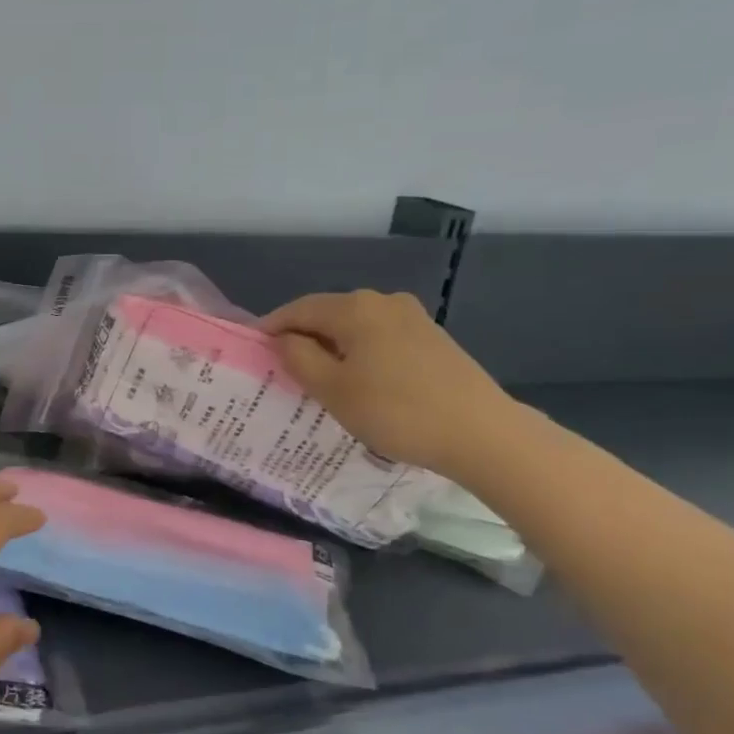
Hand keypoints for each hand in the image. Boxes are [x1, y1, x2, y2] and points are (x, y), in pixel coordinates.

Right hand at [262, 290, 516, 478]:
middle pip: (327, 314)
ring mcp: (411, 317)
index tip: (252, 350)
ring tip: (318, 379)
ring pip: (355, 327)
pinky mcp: (431, 338)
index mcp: (354, 308)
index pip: (297, 309)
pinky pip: (379, 338)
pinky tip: (359, 381)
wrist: (481, 432)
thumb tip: (283, 339)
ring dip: (332, 347)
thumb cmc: (395, 411)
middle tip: (282, 369)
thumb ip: (299, 358)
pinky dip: (359, 354)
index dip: (270, 328)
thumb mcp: (332, 389)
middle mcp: (382, 301)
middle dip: (302, 338)